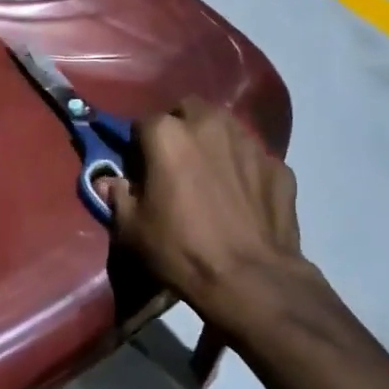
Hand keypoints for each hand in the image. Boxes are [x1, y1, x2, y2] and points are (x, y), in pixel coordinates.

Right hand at [100, 98, 302, 328]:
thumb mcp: (133, 230)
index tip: (141, 169)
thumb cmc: (181, 250)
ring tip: (210, 175)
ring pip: (225, 127)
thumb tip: (109, 182)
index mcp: (168, 135)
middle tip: (176, 162)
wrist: (250, 278)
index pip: (143, 123)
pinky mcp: (279, 165)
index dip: (139, 146)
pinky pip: (253, 158)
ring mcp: (250, 143)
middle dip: (180, 128)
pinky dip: (243, 169)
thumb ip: (118, 197)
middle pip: (189, 110)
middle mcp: (210, 126)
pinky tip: (242, 198)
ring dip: (213, 142)